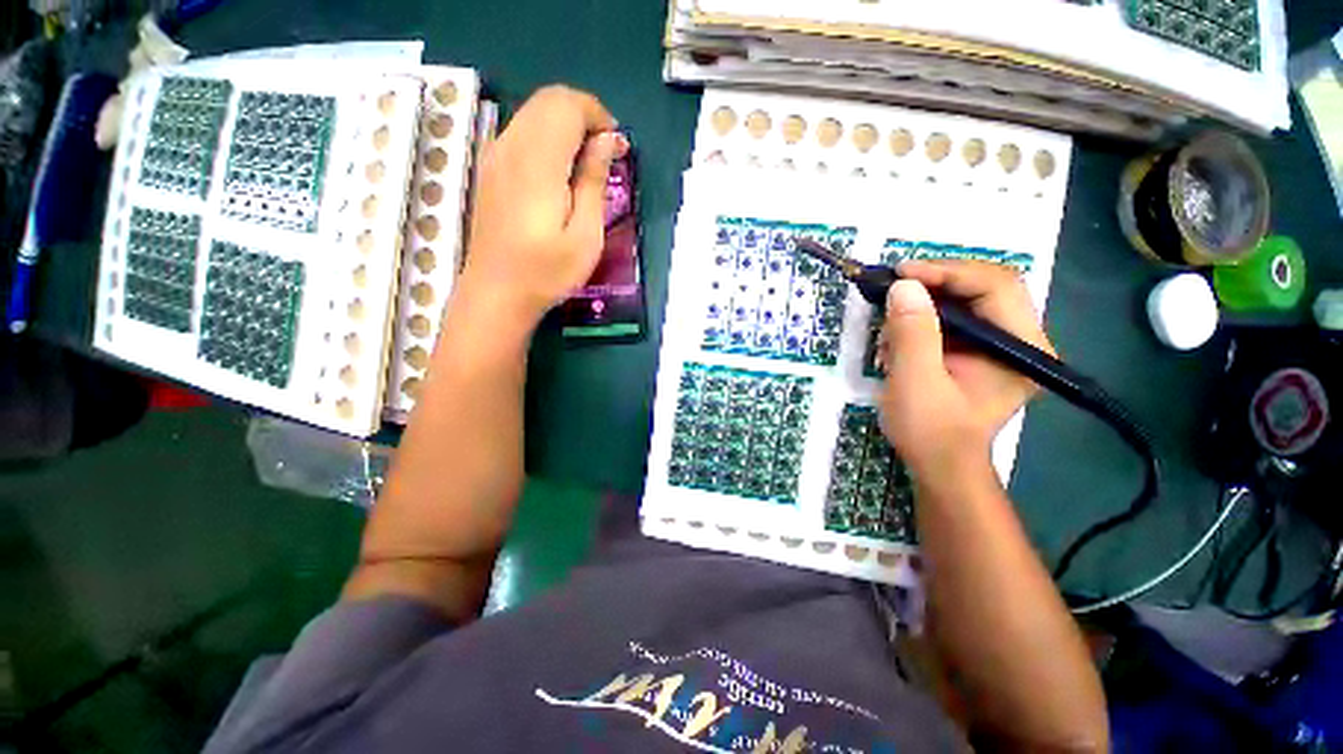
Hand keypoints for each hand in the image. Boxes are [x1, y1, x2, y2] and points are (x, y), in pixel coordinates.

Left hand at [458, 85, 626, 327]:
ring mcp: (495, 156)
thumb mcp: (586, 235)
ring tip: (587, 167)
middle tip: (606, 156)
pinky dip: (547, 139)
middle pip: (548, 100)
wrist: (496, 294)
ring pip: (533, 114)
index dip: (598, 116)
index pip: (567, 105)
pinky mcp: (490, 170)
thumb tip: (607, 141)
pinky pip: (521, 133)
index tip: (617, 148)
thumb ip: (594, 181)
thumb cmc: (548, 272)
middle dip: (584, 117)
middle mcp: (510, 146)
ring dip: (566, 127)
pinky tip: (560, 175)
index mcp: (537, 162)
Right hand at [876, 260, 1052, 474]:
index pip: (995, 285)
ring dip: (922, 306)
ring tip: (889, 329)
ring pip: (965, 301)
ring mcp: (1001, 346)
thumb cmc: (930, 432)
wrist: (939, 466)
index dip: (947, 272)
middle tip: (891, 289)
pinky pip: (953, 320)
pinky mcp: (980, 352)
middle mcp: (1021, 340)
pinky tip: (896, 341)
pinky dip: (921, 322)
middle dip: (933, 285)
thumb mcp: (915, 382)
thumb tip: (904, 286)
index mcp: (1021, 347)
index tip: (900, 274)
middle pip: (982, 287)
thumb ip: (912, 334)